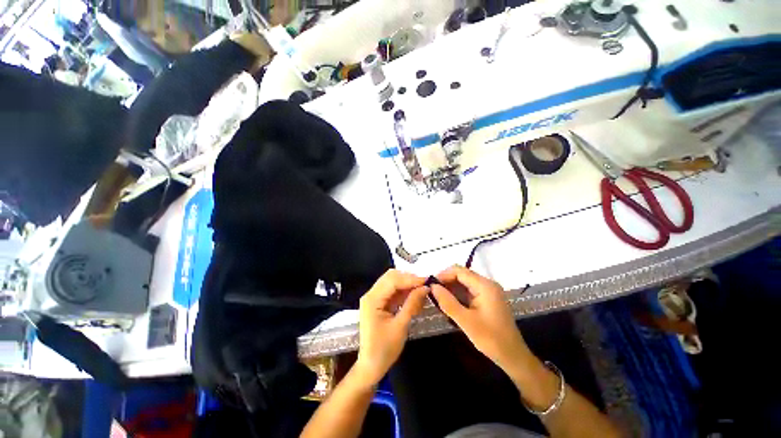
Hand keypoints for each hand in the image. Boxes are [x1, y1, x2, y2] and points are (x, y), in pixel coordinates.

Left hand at [355, 270, 427, 385]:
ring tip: (422, 292)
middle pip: (391, 277)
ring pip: (393, 283)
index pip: (393, 280)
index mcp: (372, 299)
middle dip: (409, 279)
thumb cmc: (384, 349)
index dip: (411, 279)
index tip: (428, 281)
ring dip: (407, 285)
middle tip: (425, 285)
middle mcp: (371, 294)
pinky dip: (404, 292)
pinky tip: (415, 297)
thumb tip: (426, 287)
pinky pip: (393, 291)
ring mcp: (374, 298)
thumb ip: (412, 304)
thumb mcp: (401, 326)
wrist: (371, 367)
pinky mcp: (379, 303)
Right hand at [430, 265, 534, 374]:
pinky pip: (469, 291)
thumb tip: (432, 286)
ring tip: (438, 299)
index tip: (430, 285)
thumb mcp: (466, 321)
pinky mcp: (487, 299)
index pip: (460, 271)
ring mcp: (488, 291)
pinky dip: (458, 295)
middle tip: (433, 293)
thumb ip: (448, 302)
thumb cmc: (491, 339)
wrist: (513, 356)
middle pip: (462, 275)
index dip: (443, 275)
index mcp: (485, 286)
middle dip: (446, 282)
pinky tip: (450, 304)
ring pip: (464, 283)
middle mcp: (487, 284)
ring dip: (451, 289)